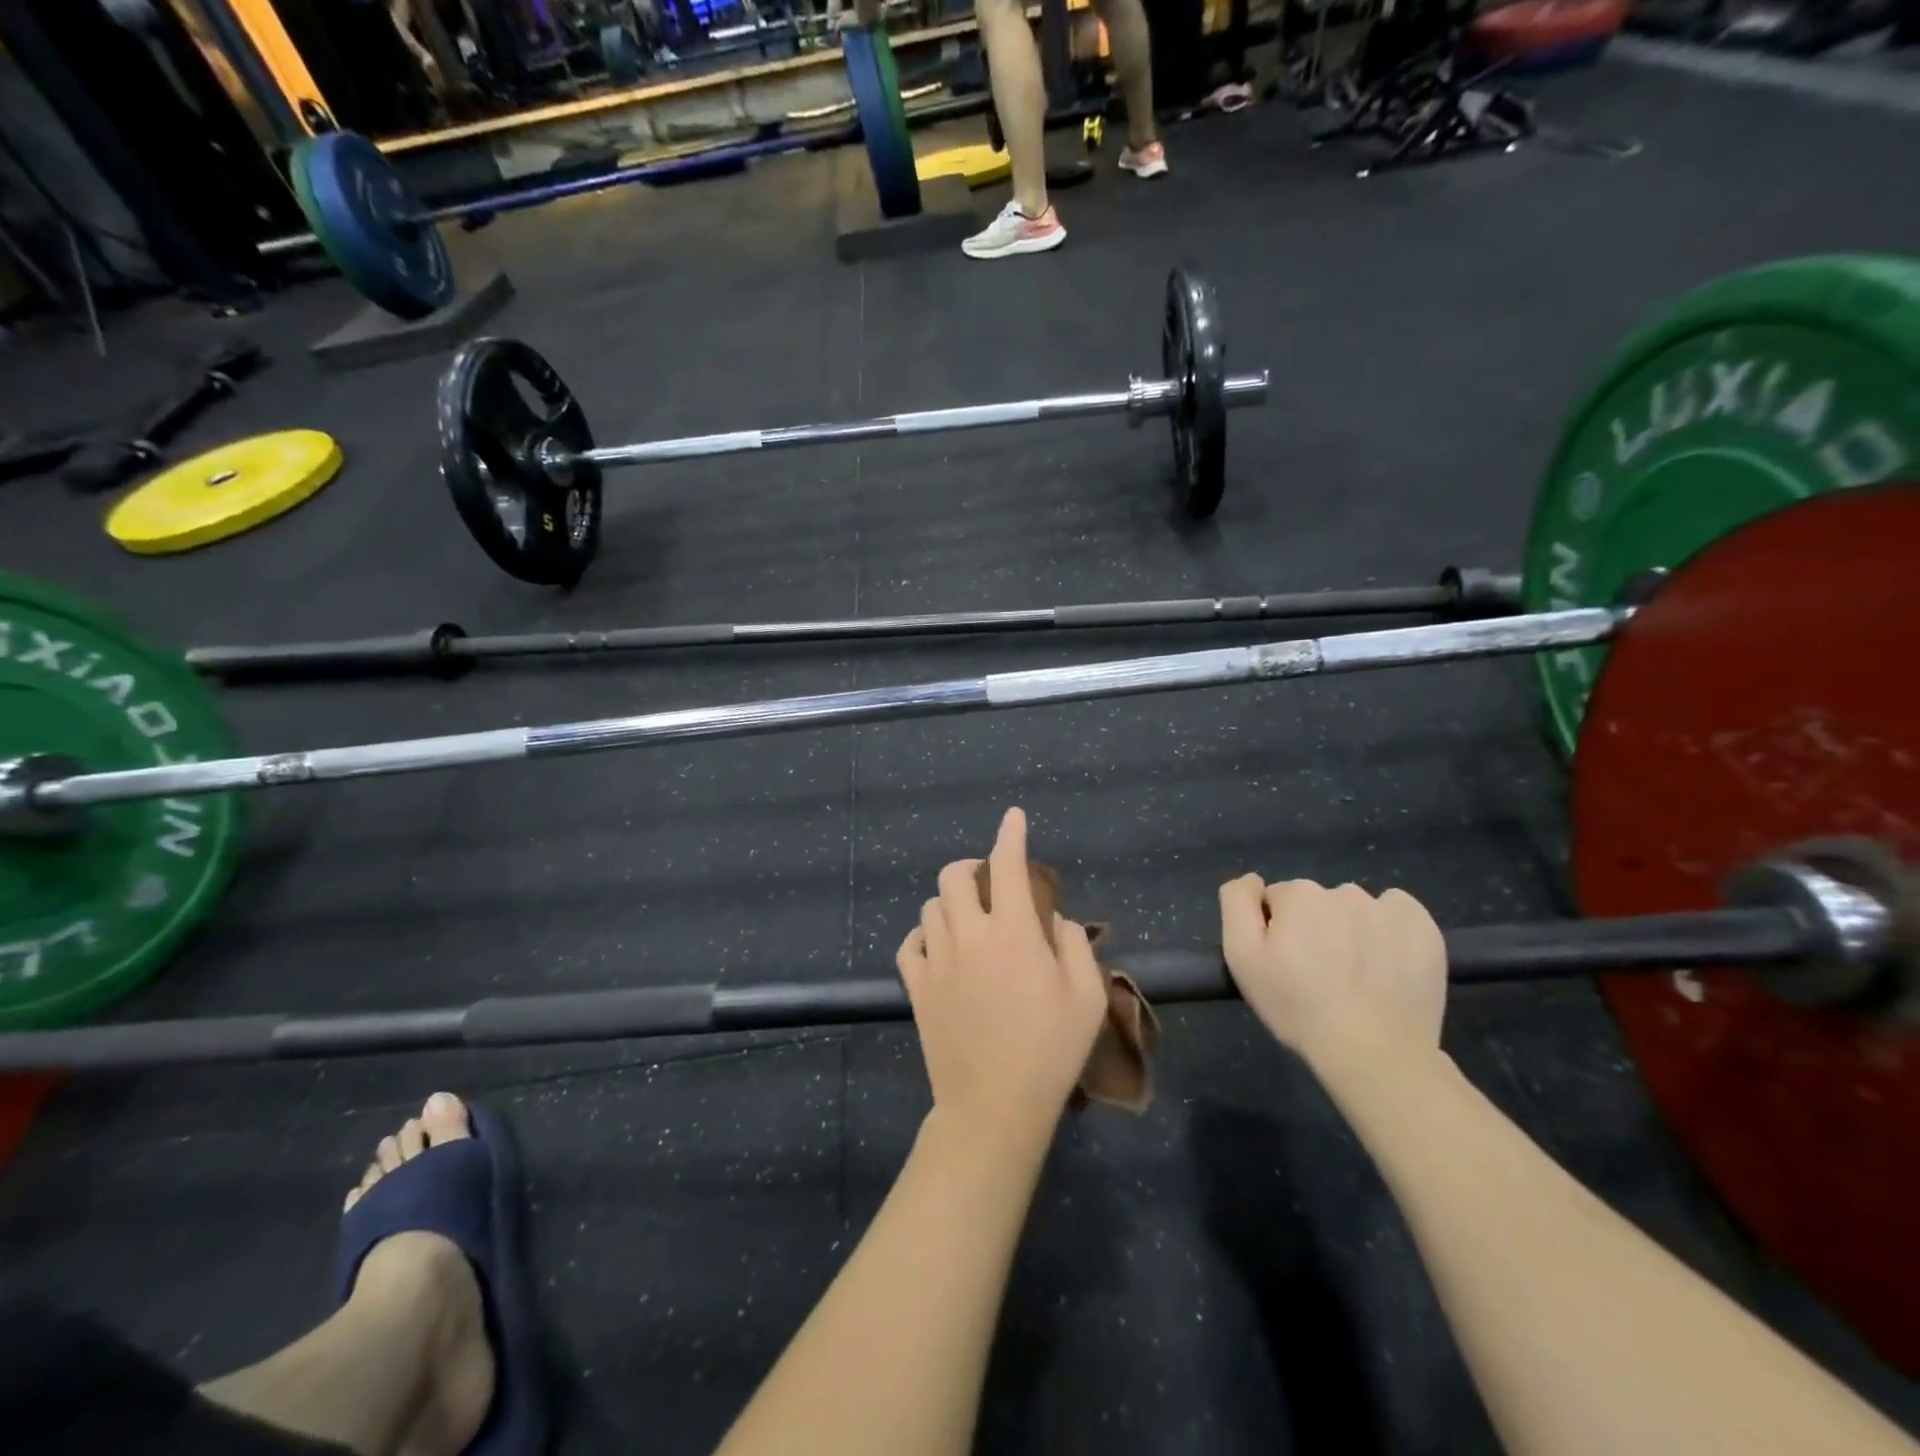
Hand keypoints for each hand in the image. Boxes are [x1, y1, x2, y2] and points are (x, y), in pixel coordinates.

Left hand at [897, 808, 1108, 1145]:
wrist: (994, 1106)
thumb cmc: (1050, 1051)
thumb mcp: (1086, 997)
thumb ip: (1073, 945)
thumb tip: (1052, 919)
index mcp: (1012, 932)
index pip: (1007, 865)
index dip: (1011, 835)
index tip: (1013, 817)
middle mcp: (968, 935)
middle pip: (954, 875)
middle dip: (972, 868)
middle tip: (989, 885)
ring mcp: (936, 960)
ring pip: (931, 906)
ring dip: (950, 902)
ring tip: (968, 920)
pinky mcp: (916, 986)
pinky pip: (910, 943)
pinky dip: (925, 935)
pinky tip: (940, 947)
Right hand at [1219, 876, 1446, 1071]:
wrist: (1375, 1053)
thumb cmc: (1298, 1006)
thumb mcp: (1242, 958)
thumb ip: (1237, 904)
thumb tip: (1253, 880)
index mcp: (1298, 894)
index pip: (1276, 901)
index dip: (1276, 931)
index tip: (1285, 965)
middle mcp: (1343, 891)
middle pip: (1316, 903)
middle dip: (1313, 928)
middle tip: (1318, 975)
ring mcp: (1387, 908)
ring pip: (1355, 909)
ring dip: (1350, 930)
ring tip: (1355, 976)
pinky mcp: (1423, 927)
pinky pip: (1397, 912)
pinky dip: (1389, 929)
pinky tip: (1387, 962)